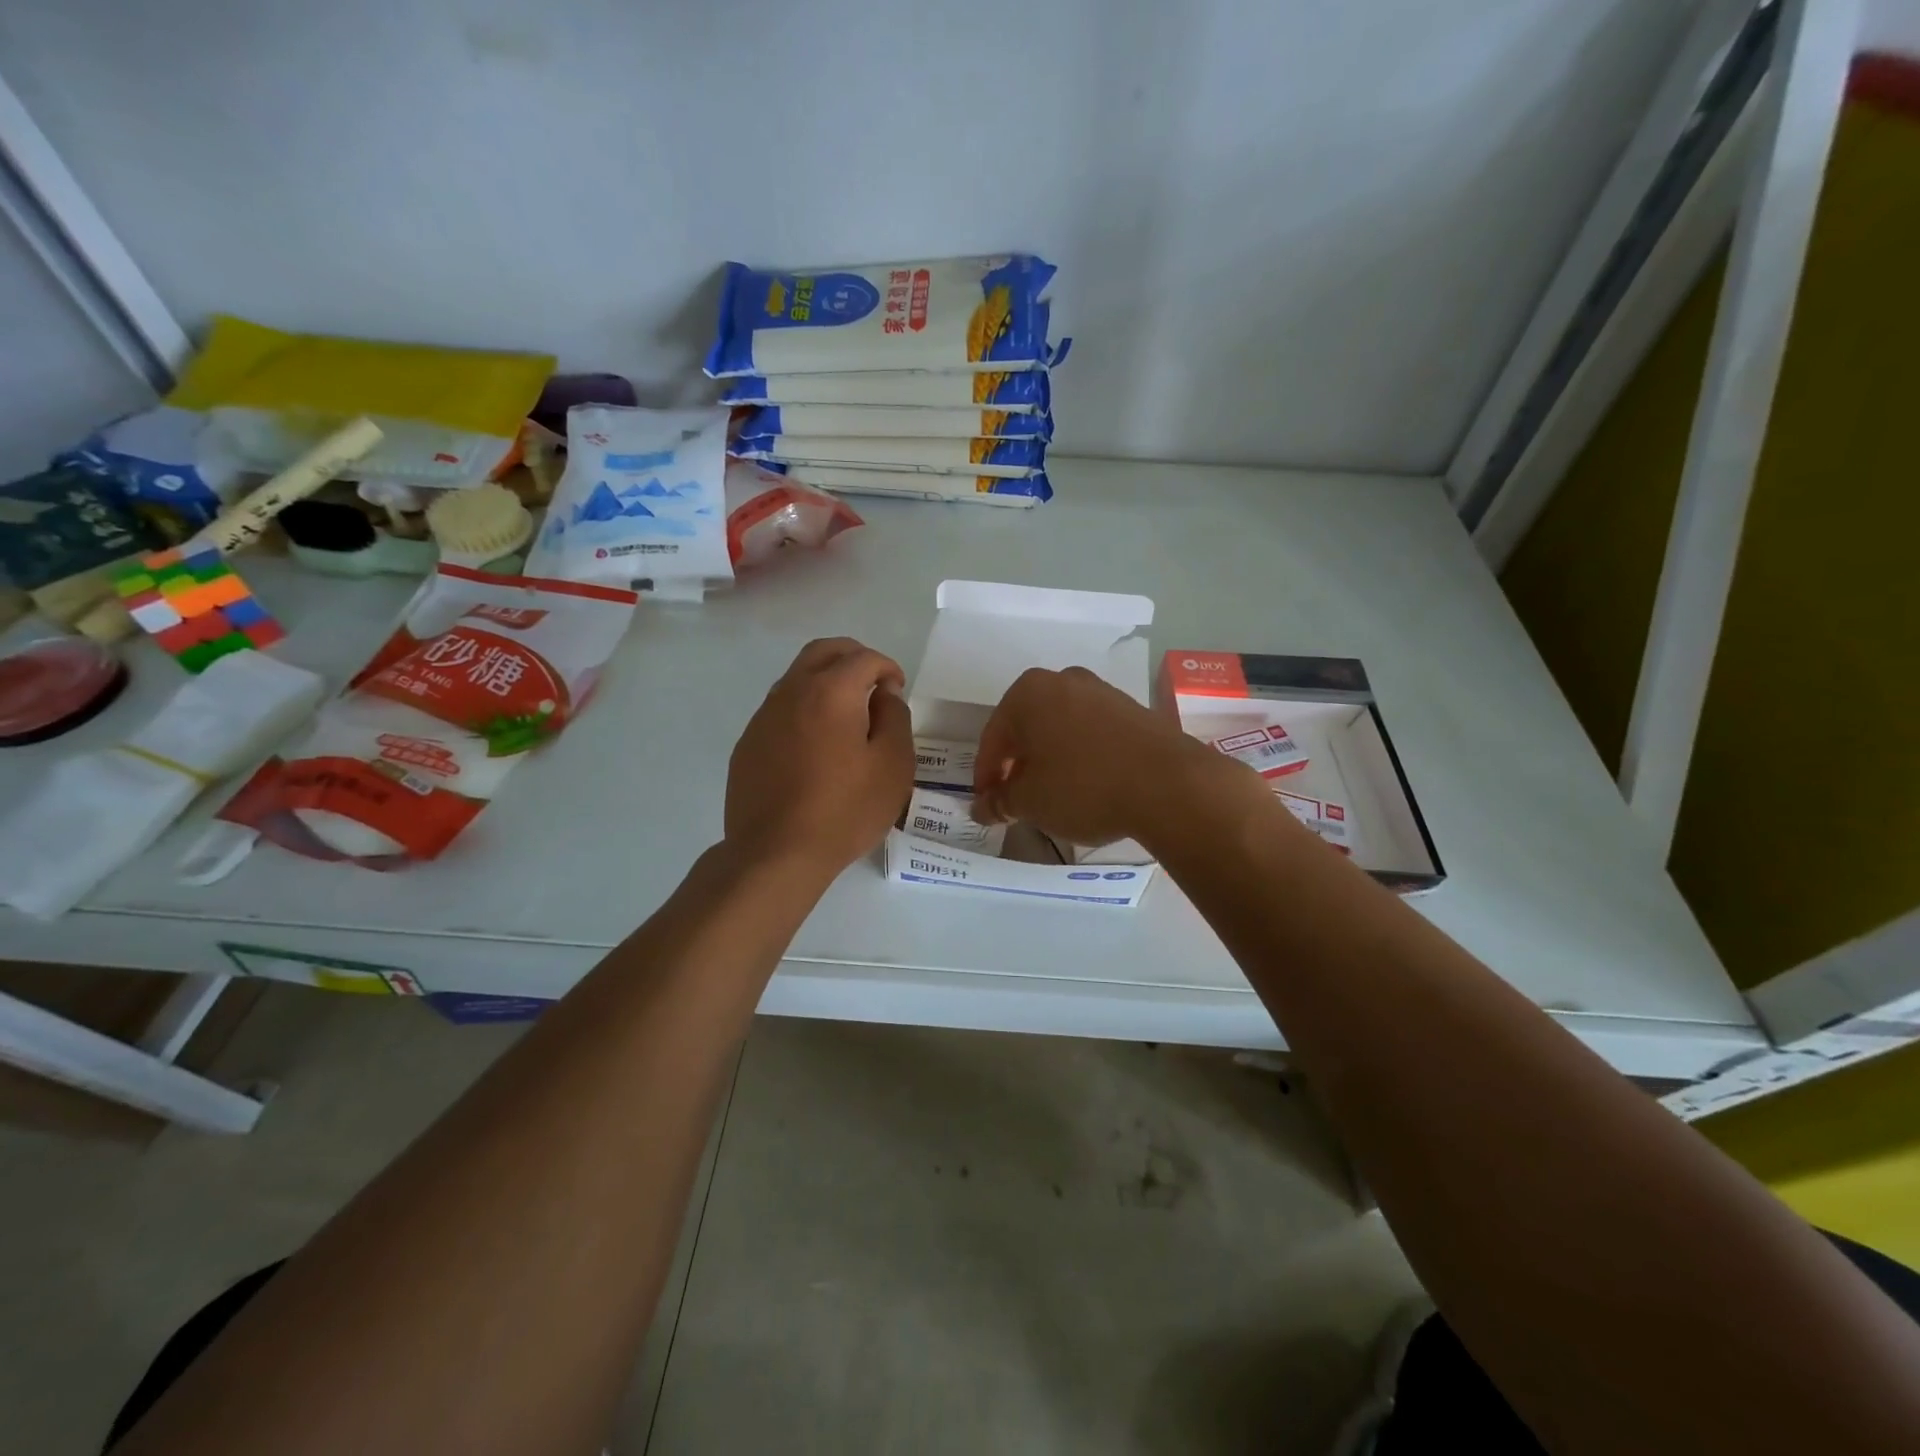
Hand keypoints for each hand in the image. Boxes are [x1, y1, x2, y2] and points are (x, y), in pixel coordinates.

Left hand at [725, 638, 913, 874]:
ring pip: (797, 677)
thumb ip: (895, 717)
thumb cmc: (845, 810)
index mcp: (831, 691)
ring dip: (825, 681)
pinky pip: (780, 709)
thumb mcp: (893, 765)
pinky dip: (804, 709)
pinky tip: (815, 745)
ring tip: (846, 714)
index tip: (897, 691)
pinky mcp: (749, 743)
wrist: (776, 853)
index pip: (864, 658)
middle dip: (853, 657)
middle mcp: (792, 691)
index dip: (887, 668)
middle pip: (823, 652)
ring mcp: (764, 716)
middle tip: (872, 683)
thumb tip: (883, 693)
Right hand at [972, 666, 1229, 847]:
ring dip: (1051, 758)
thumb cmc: (1083, 786)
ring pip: (1061, 728)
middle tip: (1016, 798)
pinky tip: (1088, 784)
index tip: (987, 804)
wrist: (1170, 785)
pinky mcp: (1134, 709)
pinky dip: (1081, 755)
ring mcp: (1103, 692)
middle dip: (1018, 763)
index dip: (986, 775)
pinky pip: (1092, 733)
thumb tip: (983, 807)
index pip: (993, 738)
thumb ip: (1001, 801)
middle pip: (1028, 727)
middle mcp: (1064, 680)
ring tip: (1053, 794)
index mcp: (1028, 692)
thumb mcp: (1030, 801)